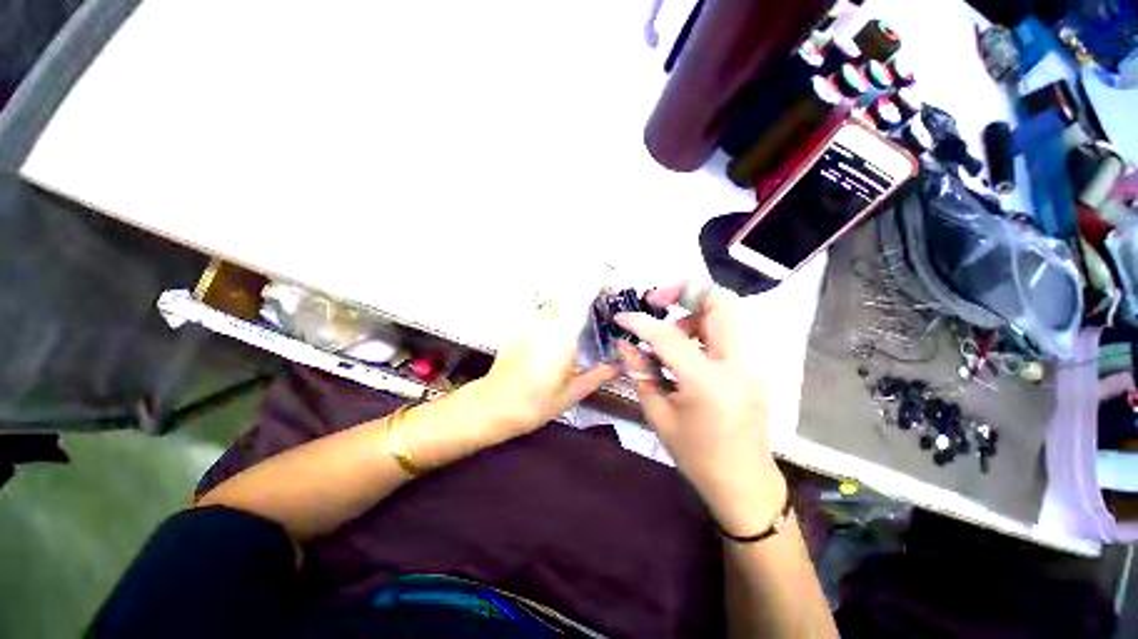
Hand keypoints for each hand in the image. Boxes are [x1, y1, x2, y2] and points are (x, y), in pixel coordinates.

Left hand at [479, 291, 617, 438]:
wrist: (493, 407)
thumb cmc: (533, 405)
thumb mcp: (569, 395)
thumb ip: (595, 377)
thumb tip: (616, 367)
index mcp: (561, 343)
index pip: (579, 307)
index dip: (591, 290)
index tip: (603, 283)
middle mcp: (544, 329)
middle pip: (566, 300)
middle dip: (582, 293)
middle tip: (597, 295)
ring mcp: (529, 328)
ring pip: (552, 305)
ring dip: (566, 302)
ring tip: (580, 307)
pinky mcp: (518, 332)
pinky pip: (538, 314)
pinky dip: (551, 312)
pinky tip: (557, 322)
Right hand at [616, 284, 785, 535]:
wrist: (745, 485)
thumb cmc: (696, 457)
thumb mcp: (658, 415)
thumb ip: (641, 372)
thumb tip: (625, 344)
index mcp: (707, 382)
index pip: (668, 335)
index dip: (640, 322)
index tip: (622, 318)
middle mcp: (734, 365)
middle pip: (720, 302)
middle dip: (684, 290)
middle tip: (656, 301)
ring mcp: (747, 365)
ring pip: (723, 315)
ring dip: (690, 314)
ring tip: (665, 337)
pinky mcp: (749, 369)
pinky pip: (722, 336)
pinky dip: (698, 332)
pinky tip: (681, 354)